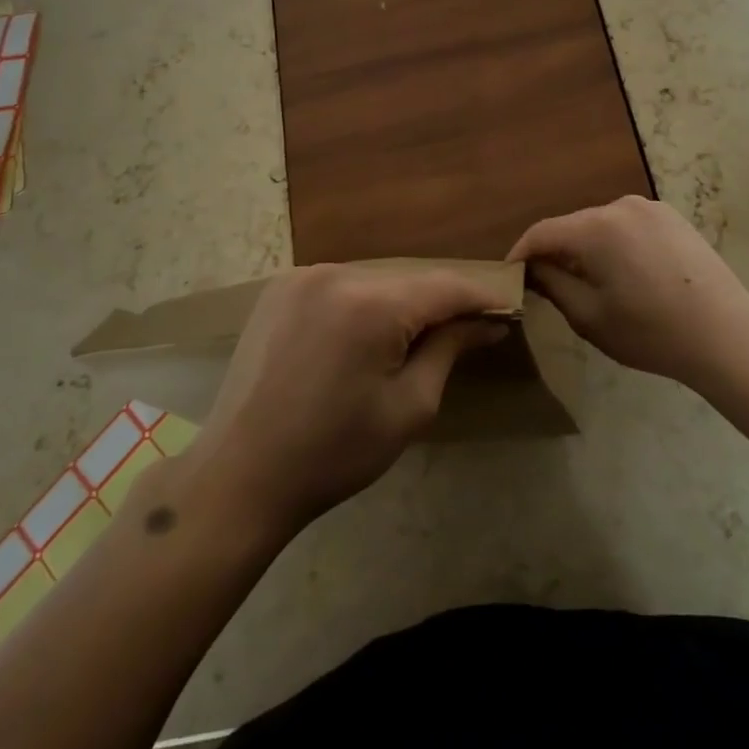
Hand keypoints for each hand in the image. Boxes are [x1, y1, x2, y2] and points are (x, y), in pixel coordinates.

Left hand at [186, 264, 505, 534]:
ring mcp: (301, 277)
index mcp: (371, 304)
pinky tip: (365, 337)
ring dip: (400, 304)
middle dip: (440, 304)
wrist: (240, 475)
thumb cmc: (334, 452)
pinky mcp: (279, 289)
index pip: (445, 287)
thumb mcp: (409, 407)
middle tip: (467, 333)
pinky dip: (363, 303)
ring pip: (375, 280)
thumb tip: (488, 322)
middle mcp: (336, 273)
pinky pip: (341, 285)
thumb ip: (450, 350)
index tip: (508, 312)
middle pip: (409, 281)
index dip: (481, 298)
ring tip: (415, 341)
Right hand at [508, 195, 748, 390]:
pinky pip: (628, 226)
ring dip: (586, 249)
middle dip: (556, 253)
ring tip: (588, 283)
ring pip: (600, 225)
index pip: (541, 233)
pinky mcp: (673, 218)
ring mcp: (651, 208)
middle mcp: (620, 205)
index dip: (521, 254)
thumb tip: (533, 268)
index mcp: (595, 227)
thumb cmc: (650, 331)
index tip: (510, 276)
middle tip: (546, 286)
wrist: (726, 334)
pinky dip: (615, 245)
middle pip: (572, 226)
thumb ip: (552, 285)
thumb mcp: (589, 316)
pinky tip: (625, 275)